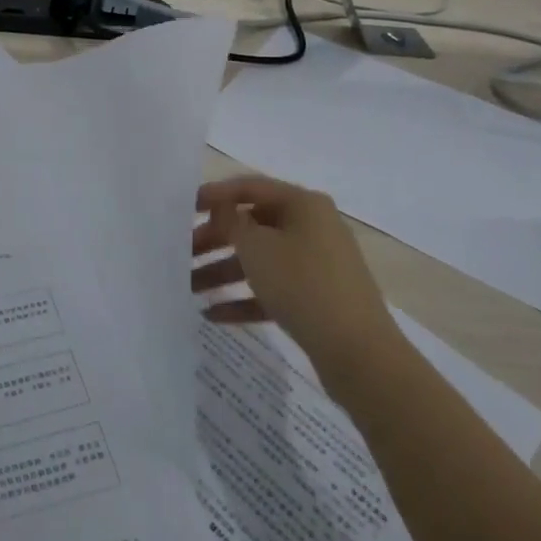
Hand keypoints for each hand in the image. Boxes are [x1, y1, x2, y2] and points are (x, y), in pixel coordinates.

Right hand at [191, 175, 399, 371]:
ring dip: (223, 272)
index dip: (215, 195)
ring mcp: (317, 264)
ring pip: (261, 260)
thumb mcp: (256, 247)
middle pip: (253, 225)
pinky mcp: (318, 299)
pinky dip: (245, 298)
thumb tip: (222, 208)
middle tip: (181, 253)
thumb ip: (231, 221)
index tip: (183, 208)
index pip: (250, 188)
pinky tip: (213, 314)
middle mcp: (313, 227)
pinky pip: (274, 290)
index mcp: (303, 204)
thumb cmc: (302, 284)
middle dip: (214, 240)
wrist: (359, 352)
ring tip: (189, 289)